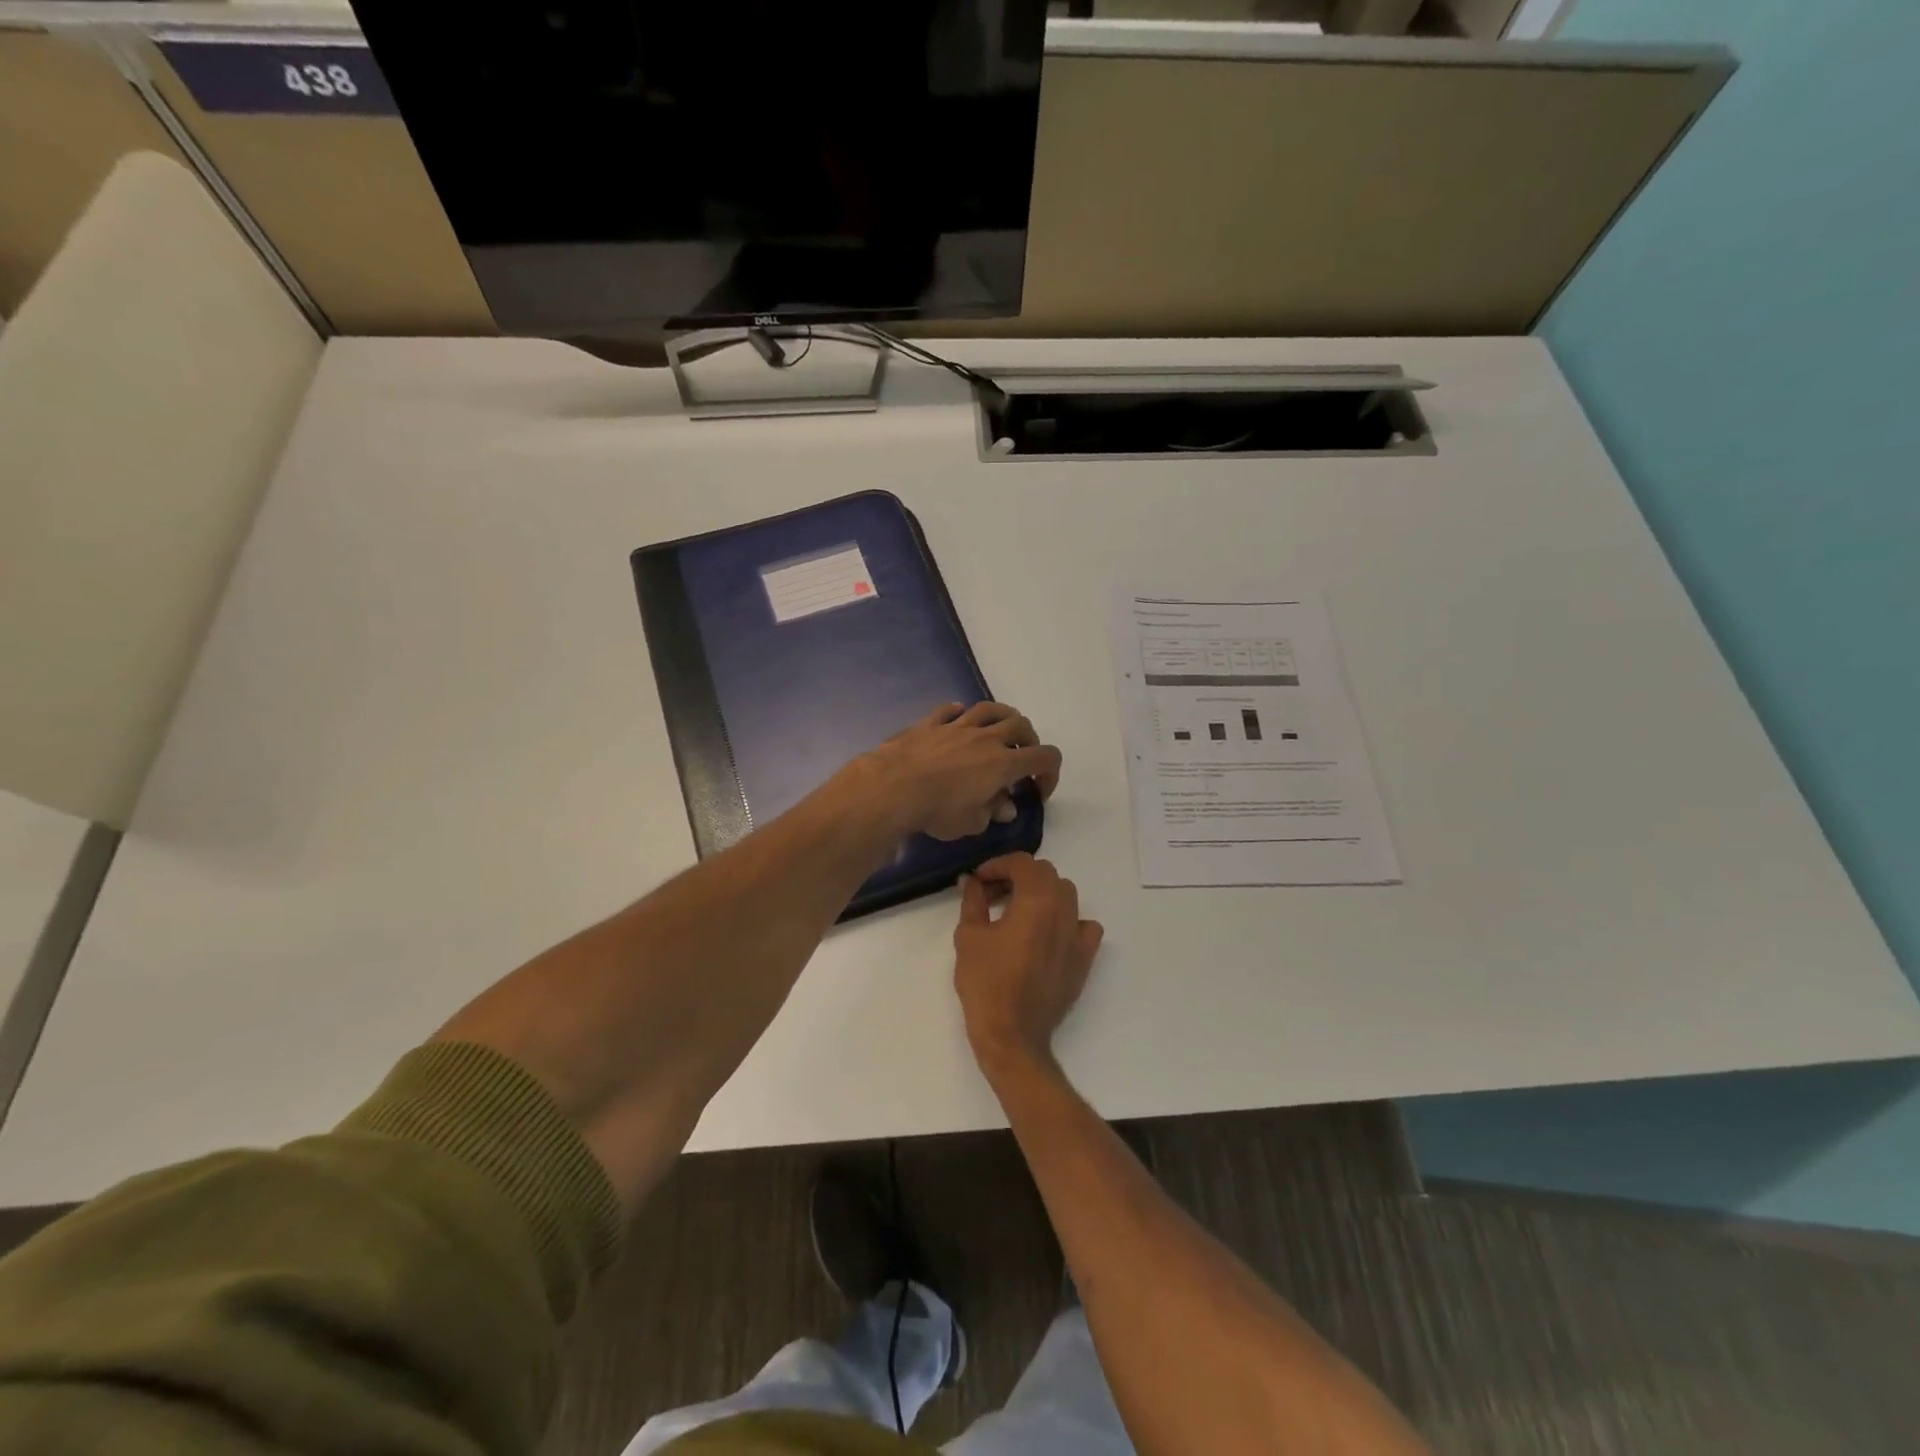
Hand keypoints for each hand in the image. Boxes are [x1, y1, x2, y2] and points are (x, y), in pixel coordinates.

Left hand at [857, 701, 1061, 841]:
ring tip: (999, 730)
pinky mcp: (930, 724)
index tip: (1037, 792)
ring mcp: (957, 726)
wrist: (893, 787)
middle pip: (1021, 725)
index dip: (1050, 773)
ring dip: (1001, 717)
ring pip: (989, 709)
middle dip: (1029, 740)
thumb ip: (993, 812)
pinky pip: (950, 710)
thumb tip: (1005, 808)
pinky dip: (959, 713)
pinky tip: (958, 719)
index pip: (1045, 757)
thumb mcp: (972, 823)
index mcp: (1004, 763)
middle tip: (1021, 758)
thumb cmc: (938, 810)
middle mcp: (986, 738)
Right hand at [954, 853, 1102, 1076]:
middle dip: (1017, 876)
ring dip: (1042, 893)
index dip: (998, 865)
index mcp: (1037, 900)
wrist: (1012, 1035)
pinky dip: (1068, 920)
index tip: (978, 879)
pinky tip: (1049, 933)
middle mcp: (1064, 910)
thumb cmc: (986, 983)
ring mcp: (1078, 935)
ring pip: (1066, 895)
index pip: (1022, 863)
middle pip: (1045, 875)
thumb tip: (970, 880)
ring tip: (1017, 910)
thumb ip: (972, 900)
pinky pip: (1084, 926)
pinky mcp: (1084, 958)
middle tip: (992, 893)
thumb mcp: (969, 936)